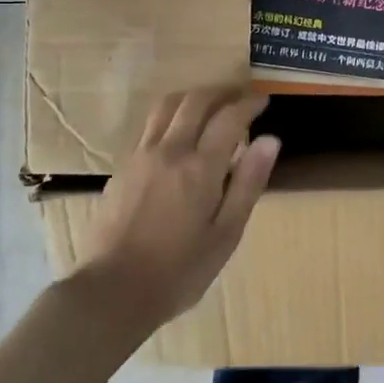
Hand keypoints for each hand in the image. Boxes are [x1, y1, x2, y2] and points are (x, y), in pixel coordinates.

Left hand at [80, 87, 280, 333]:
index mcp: (200, 167)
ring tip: (209, 106)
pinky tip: (179, 135)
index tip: (263, 100)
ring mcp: (141, 156)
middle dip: (221, 92)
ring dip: (192, 97)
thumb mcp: (226, 234)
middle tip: (239, 97)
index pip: (229, 117)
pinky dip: (171, 116)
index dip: (249, 103)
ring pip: (166, 106)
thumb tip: (270, 140)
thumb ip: (248, 183)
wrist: (113, 290)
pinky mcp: (122, 168)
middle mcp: (169, 150)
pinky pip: (150, 126)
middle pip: (195, 101)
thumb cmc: (180, 270)